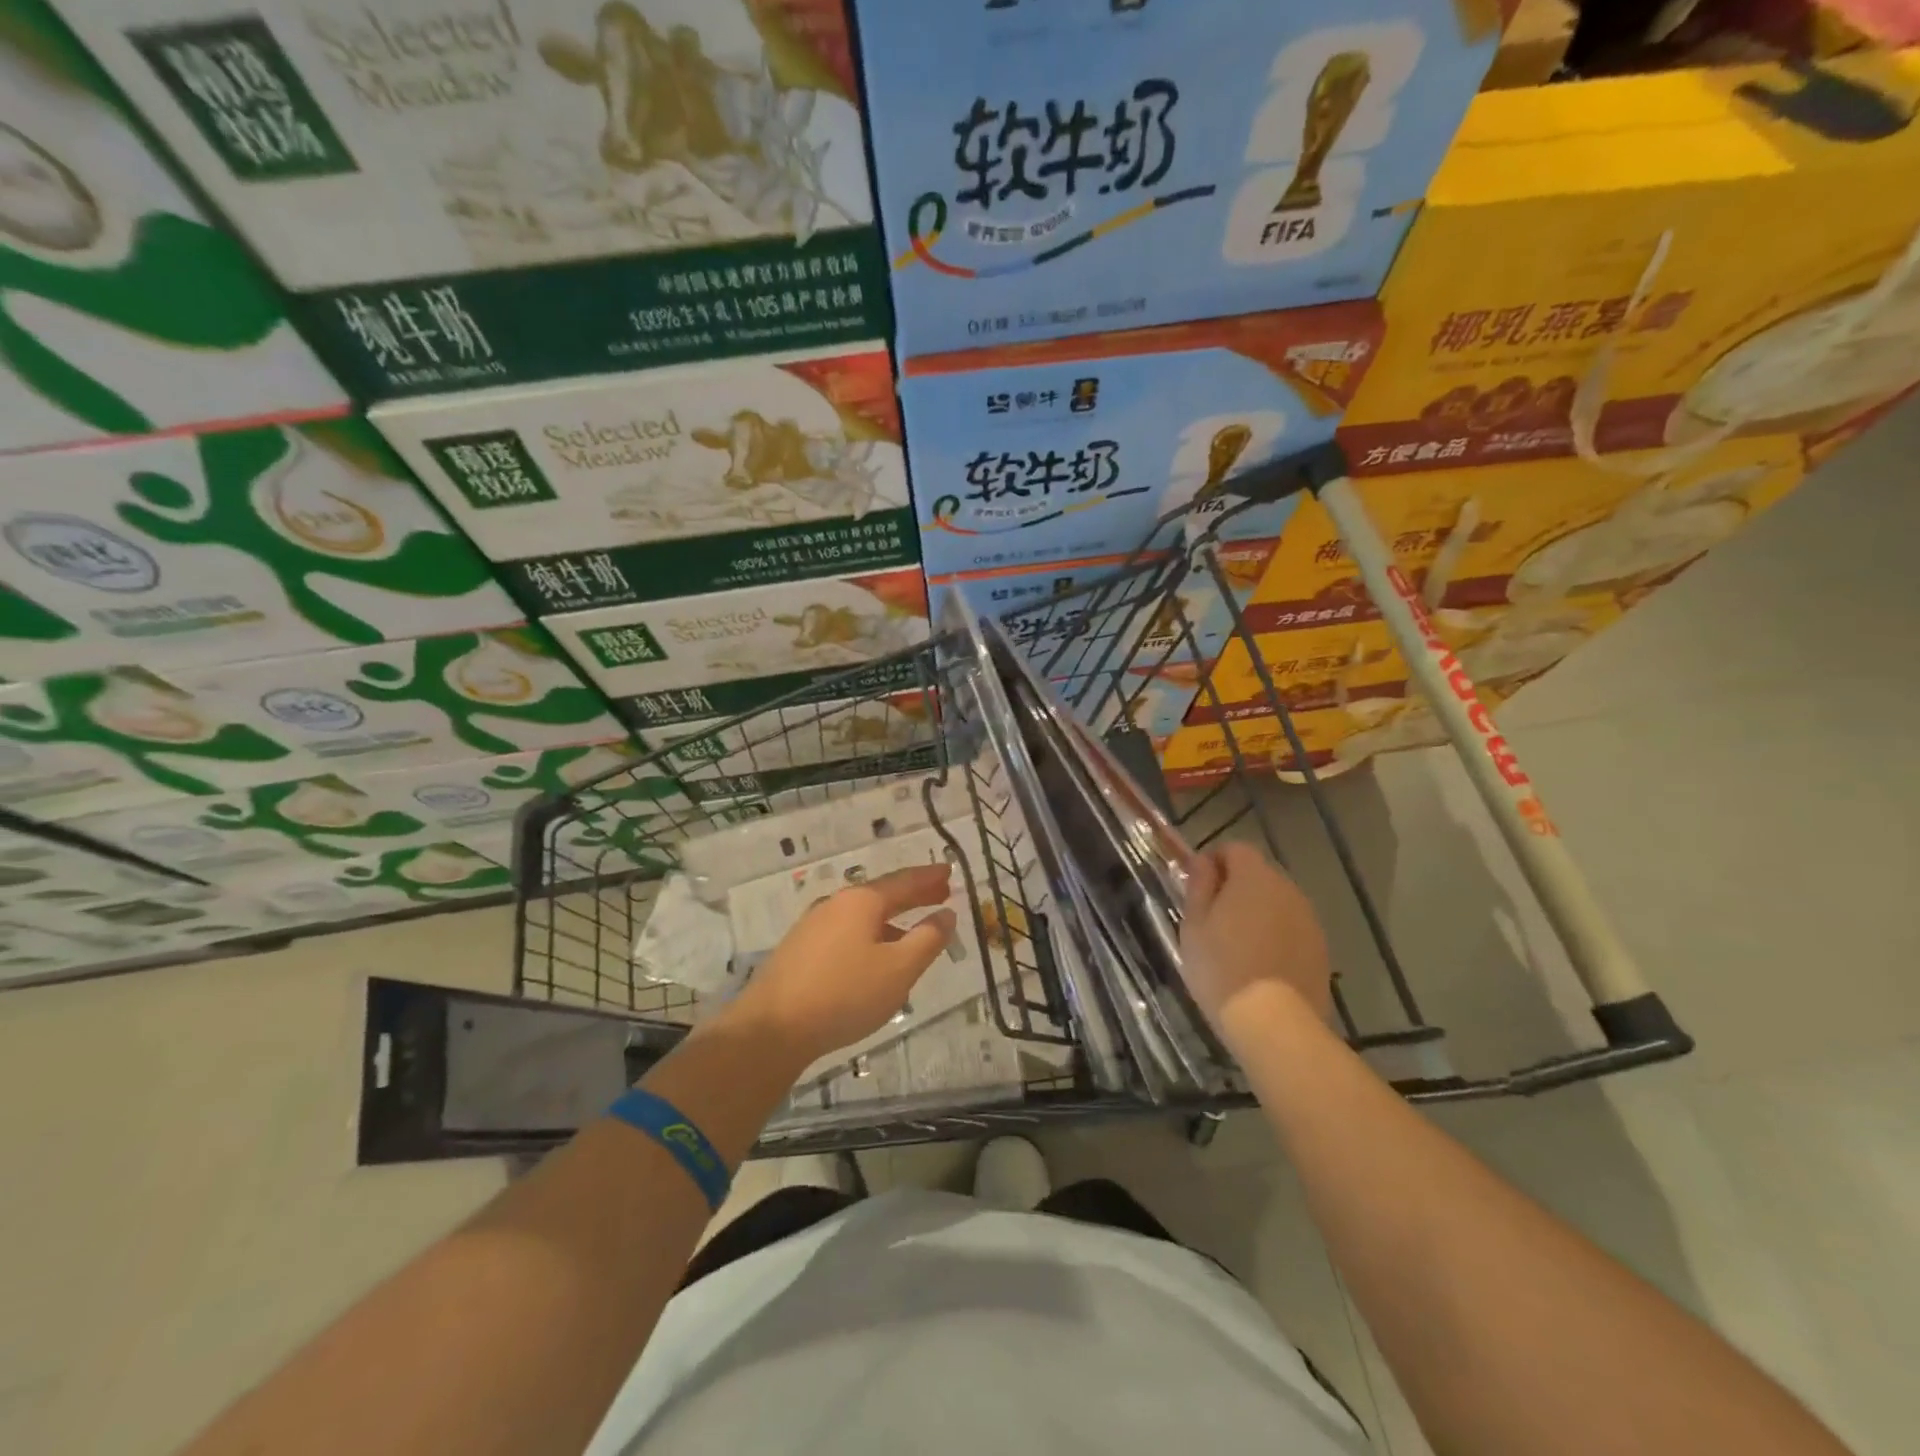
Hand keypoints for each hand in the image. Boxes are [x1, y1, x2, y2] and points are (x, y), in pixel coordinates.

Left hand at [728, 864, 957, 1066]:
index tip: (950, 870)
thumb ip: (927, 939)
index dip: (929, 877)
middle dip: (913, 894)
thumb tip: (946, 914)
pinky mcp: (800, 950)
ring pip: (863, 915)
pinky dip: (871, 934)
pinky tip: (875, 956)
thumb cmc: (845, 994)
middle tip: (940, 893)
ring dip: (892, 918)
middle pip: (882, 894)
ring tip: (914, 931)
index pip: (904, 881)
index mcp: (862, 901)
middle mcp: (836, 904)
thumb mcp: (899, 970)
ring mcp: (813, 926)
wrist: (772, 1028)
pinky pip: (846, 932)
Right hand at [1181, 842, 1332, 1042]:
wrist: (1274, 1023)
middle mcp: (1287, 889)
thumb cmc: (1221, 968)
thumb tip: (1203, 862)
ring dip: (1257, 913)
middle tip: (1212, 920)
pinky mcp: (1320, 949)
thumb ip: (1199, 885)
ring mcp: (1308, 920)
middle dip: (1235, 888)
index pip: (1235, 848)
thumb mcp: (1194, 924)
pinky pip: (1291, 929)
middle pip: (1258, 875)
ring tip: (1236, 947)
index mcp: (1254, 877)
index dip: (1213, 862)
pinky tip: (1260, 966)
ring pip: (1276, 903)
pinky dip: (1275, 937)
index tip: (1197, 889)